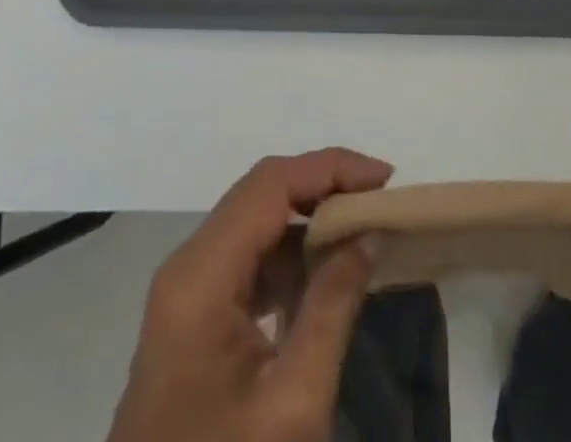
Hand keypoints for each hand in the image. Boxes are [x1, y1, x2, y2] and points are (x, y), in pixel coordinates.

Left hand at [107, 148, 392, 441]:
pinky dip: (290, 253)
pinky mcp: (192, 318)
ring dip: (309, 218)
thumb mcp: (293, 402)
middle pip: (262, 194)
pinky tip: (326, 274)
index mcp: (201, 275)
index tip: (384, 180)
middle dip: (324, 186)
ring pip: (255, 222)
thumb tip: (367, 233)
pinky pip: (247, 259)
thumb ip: (333, 305)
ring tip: (363, 230)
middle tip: (379, 201)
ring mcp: (185, 292)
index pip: (271, 184)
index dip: (330, 168)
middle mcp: (187, 266)